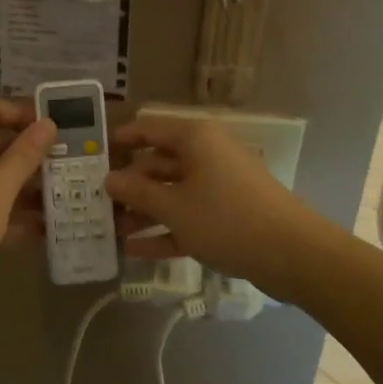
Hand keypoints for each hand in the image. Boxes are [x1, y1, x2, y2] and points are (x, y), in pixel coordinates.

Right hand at [106, 115, 326, 289]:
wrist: (294, 255)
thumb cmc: (227, 219)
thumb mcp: (174, 207)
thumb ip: (137, 193)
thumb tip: (108, 179)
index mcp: (194, 139)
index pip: (147, 128)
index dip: (118, 141)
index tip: (89, 158)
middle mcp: (205, 155)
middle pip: (156, 164)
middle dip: (127, 185)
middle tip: (93, 203)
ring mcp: (217, 185)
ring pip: (170, 193)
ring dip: (142, 212)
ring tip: (109, 231)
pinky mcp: (226, 215)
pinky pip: (187, 216)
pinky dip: (164, 230)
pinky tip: (134, 250)